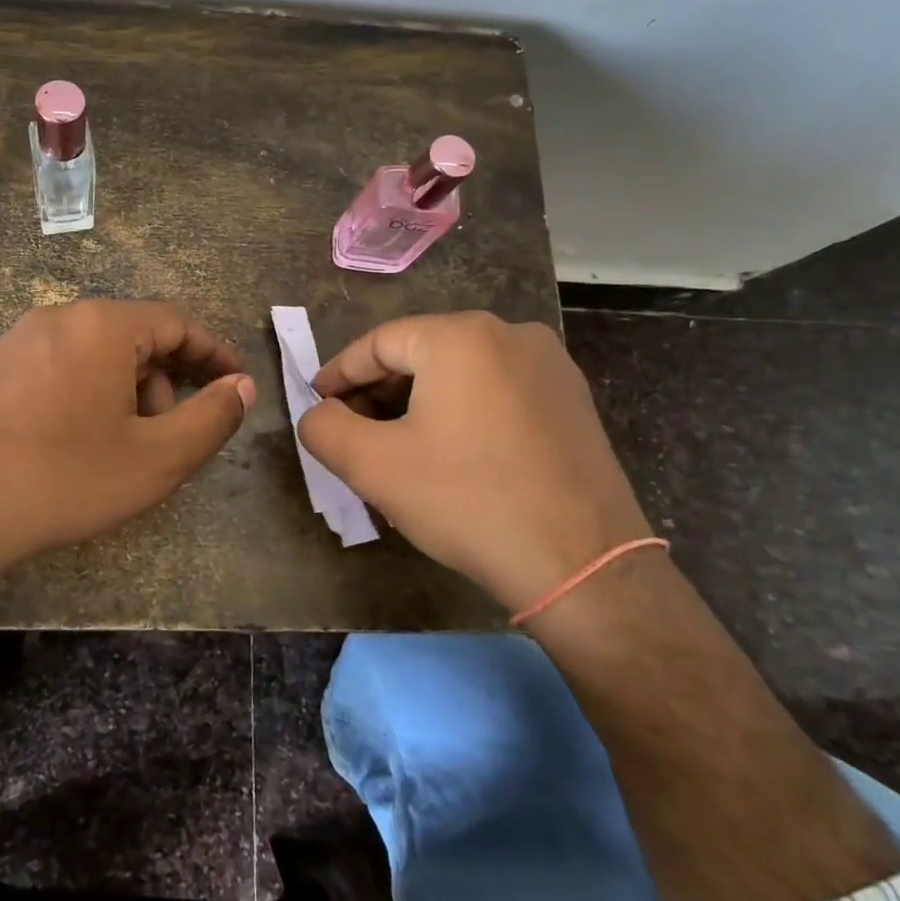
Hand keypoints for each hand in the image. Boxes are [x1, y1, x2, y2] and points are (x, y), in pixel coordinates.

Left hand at [0, 300, 255, 571]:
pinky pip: (54, 369)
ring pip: (92, 356)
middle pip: (133, 339)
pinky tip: (70, 445)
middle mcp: (57, 317)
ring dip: (122, 394)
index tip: (235, 382)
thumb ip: (212, 418)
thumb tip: (241, 387)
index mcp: (102, 325)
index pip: (177, 323)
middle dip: (163, 383)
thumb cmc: (64, 479)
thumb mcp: (156, 458)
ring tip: (117, 450)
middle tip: (168, 437)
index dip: (214, 353)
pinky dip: (82, 396)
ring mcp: (14, 341)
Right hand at [299, 311, 650, 611]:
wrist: (582, 566)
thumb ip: (324, 428)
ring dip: (419, 402)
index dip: (339, 373)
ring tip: (397, 444)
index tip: (317, 402)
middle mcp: (510, 333)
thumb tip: (319, 413)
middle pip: (421, 352)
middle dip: (379, 390)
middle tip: (354, 429)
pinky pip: (496, 389)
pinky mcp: (572, 399)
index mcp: (461, 336)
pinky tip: (451, 451)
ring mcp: (550, 365)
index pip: (378, 343)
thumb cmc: (467, 502)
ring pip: (460, 371)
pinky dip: (461, 410)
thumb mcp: (373, 466)